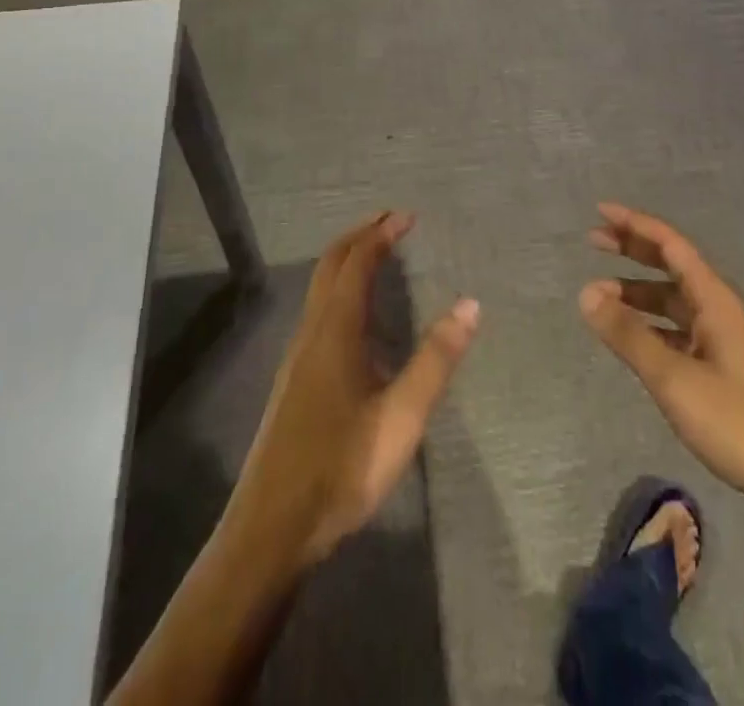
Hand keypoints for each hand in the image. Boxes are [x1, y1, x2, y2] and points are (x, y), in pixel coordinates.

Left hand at [227, 212, 480, 569]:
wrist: (273, 526)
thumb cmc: (342, 466)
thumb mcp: (402, 416)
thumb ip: (436, 359)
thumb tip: (470, 305)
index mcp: (336, 330)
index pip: (358, 262)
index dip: (381, 234)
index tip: (407, 216)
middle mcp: (312, 331)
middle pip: (331, 265)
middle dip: (360, 236)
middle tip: (391, 221)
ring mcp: (297, 356)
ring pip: (320, 288)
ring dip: (347, 261)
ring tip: (377, 255)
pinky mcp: (294, 379)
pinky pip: (318, 311)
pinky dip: (339, 288)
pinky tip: (356, 317)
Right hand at [579, 202, 743, 532]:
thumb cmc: (740, 424)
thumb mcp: (675, 378)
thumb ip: (629, 334)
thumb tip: (585, 292)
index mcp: (716, 301)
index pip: (671, 245)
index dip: (635, 225)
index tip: (601, 212)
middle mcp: (721, 312)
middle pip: (672, 267)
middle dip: (634, 251)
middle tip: (594, 241)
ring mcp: (725, 343)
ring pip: (674, 303)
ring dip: (638, 294)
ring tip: (601, 297)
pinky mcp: (725, 373)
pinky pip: (680, 332)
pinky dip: (652, 327)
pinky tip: (634, 340)